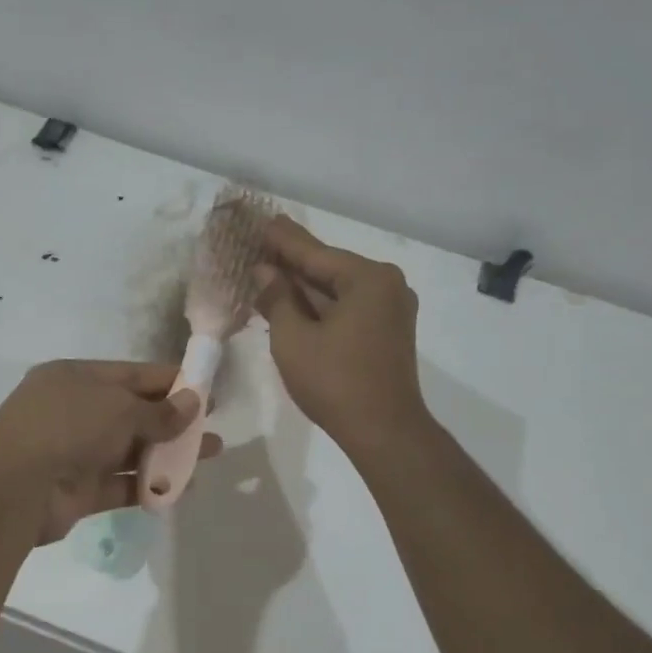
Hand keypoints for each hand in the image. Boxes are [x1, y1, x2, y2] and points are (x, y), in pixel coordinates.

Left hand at [0, 360, 221, 543]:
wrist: (13, 489)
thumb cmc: (67, 427)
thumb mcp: (118, 408)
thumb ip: (159, 411)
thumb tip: (193, 404)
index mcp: (77, 379)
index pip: (133, 375)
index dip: (172, 382)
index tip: (208, 391)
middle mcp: (76, 412)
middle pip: (135, 413)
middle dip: (176, 420)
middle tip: (213, 428)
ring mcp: (76, 452)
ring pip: (132, 450)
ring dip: (169, 454)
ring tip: (210, 456)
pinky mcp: (80, 490)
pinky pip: (122, 484)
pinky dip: (150, 485)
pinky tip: (183, 488)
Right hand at [254, 217, 428, 458]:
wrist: (384, 432)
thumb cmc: (335, 383)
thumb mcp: (293, 339)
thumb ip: (277, 298)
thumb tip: (264, 271)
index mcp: (367, 278)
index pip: (314, 252)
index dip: (282, 240)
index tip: (260, 220)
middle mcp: (386, 285)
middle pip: (329, 269)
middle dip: (292, 263)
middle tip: (260, 244)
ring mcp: (391, 310)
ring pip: (338, 291)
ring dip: (304, 287)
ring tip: (269, 272)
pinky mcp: (388, 333)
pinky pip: (348, 309)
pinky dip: (321, 307)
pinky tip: (294, 303)